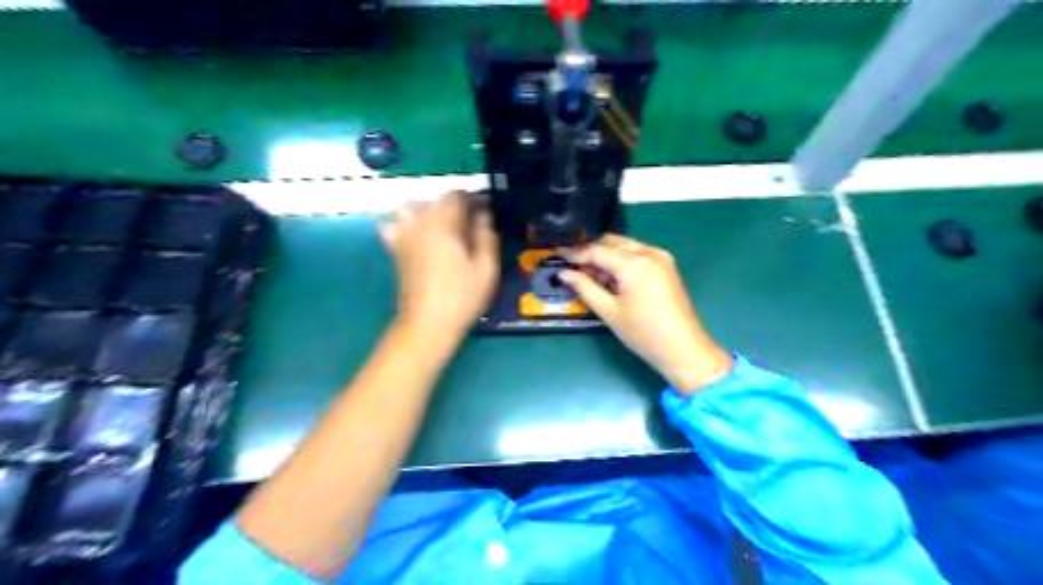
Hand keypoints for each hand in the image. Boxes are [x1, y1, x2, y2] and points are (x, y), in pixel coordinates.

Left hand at [381, 190, 497, 340]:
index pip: (457, 195)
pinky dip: (404, 225)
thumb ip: (485, 235)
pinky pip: (393, 225)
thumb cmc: (462, 296)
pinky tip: (417, 236)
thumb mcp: (486, 267)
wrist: (428, 323)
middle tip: (471, 224)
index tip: (486, 211)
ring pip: (411, 207)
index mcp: (444, 224)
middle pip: (435, 199)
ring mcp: (403, 235)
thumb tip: (483, 213)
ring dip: (428, 210)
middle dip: (454, 205)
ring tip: (443, 226)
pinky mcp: (395, 250)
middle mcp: (420, 223)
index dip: (474, 198)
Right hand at [562, 233, 731, 393]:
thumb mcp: (608, 311)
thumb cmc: (643, 333)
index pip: (598, 250)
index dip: (576, 253)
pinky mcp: (667, 266)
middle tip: (575, 269)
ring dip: (607, 256)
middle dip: (592, 252)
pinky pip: (638, 254)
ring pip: (625, 246)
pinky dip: (622, 261)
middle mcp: (649, 252)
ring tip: (593, 279)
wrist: (683, 349)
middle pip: (612, 241)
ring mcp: (661, 257)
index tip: (558, 255)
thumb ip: (585, 287)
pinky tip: (613, 280)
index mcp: (634, 263)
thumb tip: (564, 274)